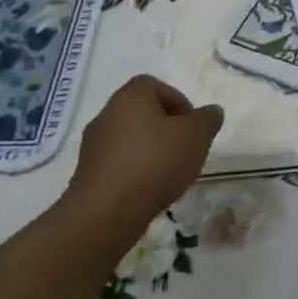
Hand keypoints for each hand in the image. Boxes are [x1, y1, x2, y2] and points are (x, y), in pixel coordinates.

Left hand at [65, 75, 223, 231]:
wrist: (106, 212)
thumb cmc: (155, 162)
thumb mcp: (197, 135)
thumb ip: (208, 119)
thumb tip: (211, 112)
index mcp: (130, 96)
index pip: (155, 85)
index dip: (178, 101)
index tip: (191, 126)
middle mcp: (106, 115)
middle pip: (141, 113)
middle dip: (165, 128)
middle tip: (184, 148)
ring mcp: (92, 146)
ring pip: (129, 139)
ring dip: (149, 151)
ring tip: (168, 173)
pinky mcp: (86, 175)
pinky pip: (117, 163)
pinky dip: (134, 171)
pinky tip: (148, 190)